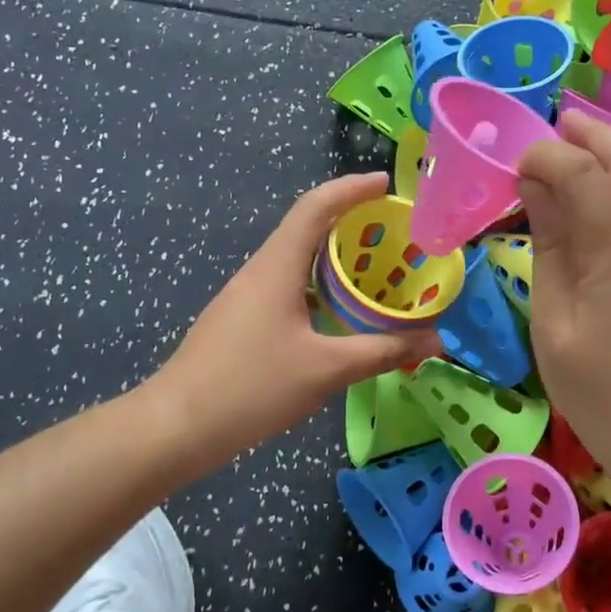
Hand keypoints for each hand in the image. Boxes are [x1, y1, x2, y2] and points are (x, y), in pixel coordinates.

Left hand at [155, 173, 440, 468]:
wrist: (175, 427)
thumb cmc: (251, 387)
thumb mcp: (326, 370)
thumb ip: (383, 351)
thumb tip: (435, 341)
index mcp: (277, 267)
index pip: (315, 207)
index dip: (352, 189)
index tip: (387, 184)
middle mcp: (260, 271)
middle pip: (307, 228)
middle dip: (351, 222)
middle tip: (394, 233)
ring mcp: (245, 296)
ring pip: (297, 261)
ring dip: (335, 258)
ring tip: (375, 271)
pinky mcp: (241, 321)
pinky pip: (287, 287)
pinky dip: (319, 287)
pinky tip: (339, 315)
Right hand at [516, 115, 610, 491]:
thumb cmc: (602, 394)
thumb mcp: (555, 325)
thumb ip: (550, 248)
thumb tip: (535, 189)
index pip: (584, 173)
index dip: (548, 156)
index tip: (519, 165)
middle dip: (593, 133)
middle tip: (559, 121)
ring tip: (574, 154)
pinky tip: (600, 207)